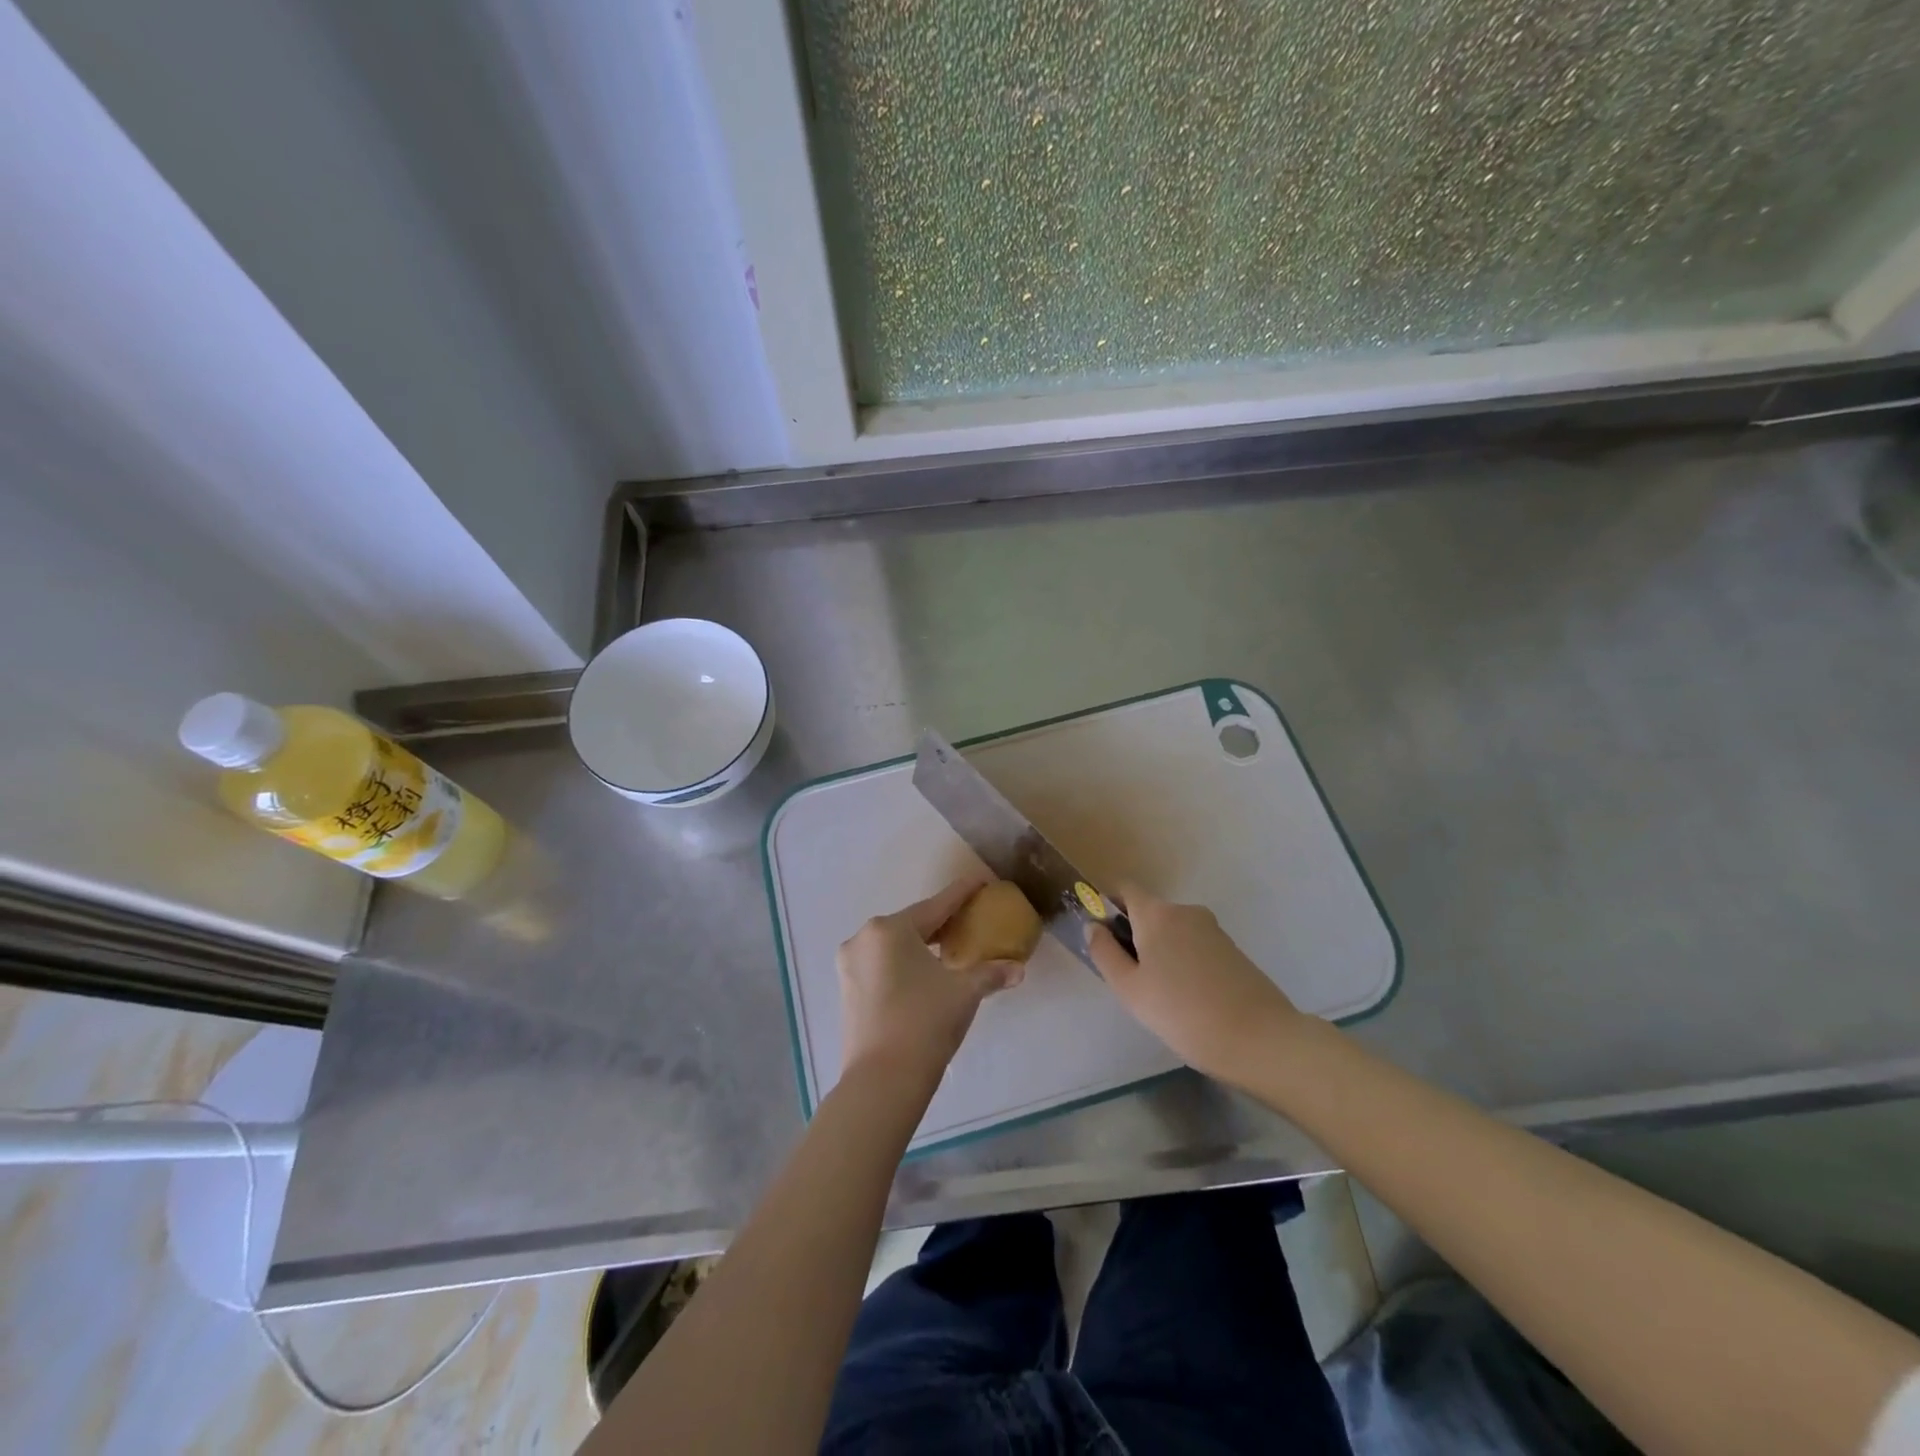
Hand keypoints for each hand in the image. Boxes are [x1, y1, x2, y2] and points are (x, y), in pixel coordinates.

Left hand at [837, 875, 1023, 1084]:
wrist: (883, 1080)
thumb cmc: (925, 1023)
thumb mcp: (964, 992)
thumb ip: (990, 973)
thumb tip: (1018, 969)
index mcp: (889, 929)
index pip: (935, 906)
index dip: (961, 894)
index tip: (980, 881)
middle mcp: (863, 939)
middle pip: (911, 924)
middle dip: (941, 923)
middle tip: (969, 920)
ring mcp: (850, 965)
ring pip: (894, 946)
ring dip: (921, 945)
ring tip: (949, 949)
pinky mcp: (847, 990)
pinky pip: (882, 965)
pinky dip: (904, 964)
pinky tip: (924, 974)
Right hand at [1087, 883, 1304, 1083]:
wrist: (1260, 1039)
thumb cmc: (1182, 1012)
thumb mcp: (1130, 988)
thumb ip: (1105, 953)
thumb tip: (1094, 926)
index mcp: (1156, 913)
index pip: (1125, 889)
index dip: (1108, 906)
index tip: (1104, 939)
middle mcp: (1185, 911)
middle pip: (1149, 912)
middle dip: (1134, 936)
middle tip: (1131, 980)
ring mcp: (1213, 929)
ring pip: (1173, 931)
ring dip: (1160, 952)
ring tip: (1162, 997)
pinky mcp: (1233, 950)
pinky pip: (1195, 946)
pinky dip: (1184, 962)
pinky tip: (1189, 999)